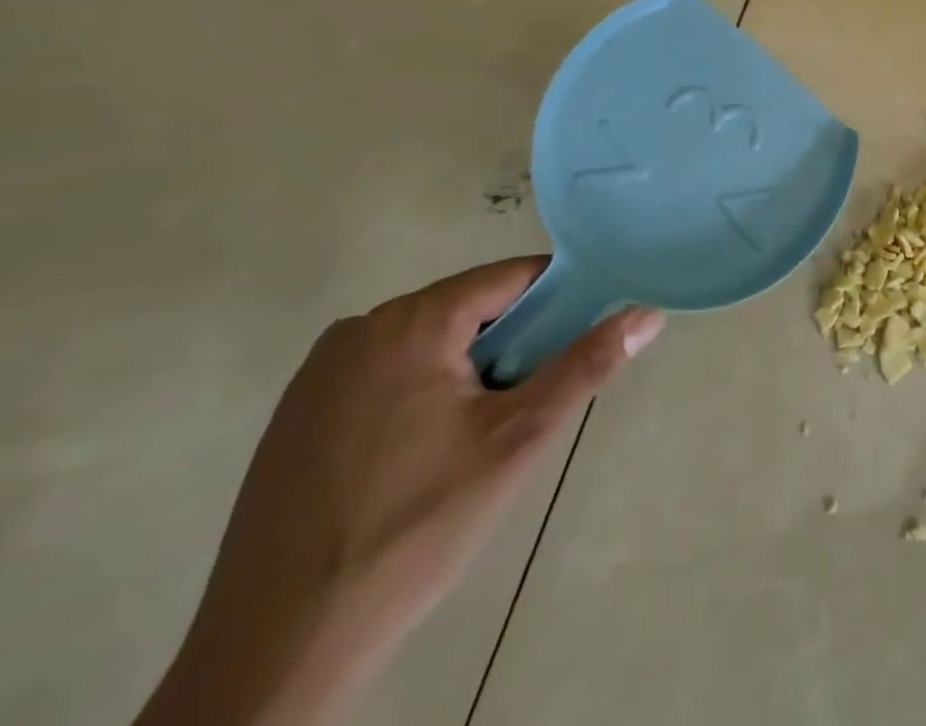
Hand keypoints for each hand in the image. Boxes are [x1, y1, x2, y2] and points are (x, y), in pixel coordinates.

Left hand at [137, 260, 662, 725]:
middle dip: (512, 342)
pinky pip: (385, 375)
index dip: (558, 298)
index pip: (511, 276)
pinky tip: (421, 458)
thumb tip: (648, 313)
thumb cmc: (415, 527)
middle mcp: (359, 330)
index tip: (583, 336)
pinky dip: (421, 394)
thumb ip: (586, 364)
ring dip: (469, 370)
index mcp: (412, 322)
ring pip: (428, 343)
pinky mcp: (295, 417)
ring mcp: (318, 374)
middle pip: (468, 308)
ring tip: (479, 437)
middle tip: (529, 403)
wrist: (277, 649)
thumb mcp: (518, 439)